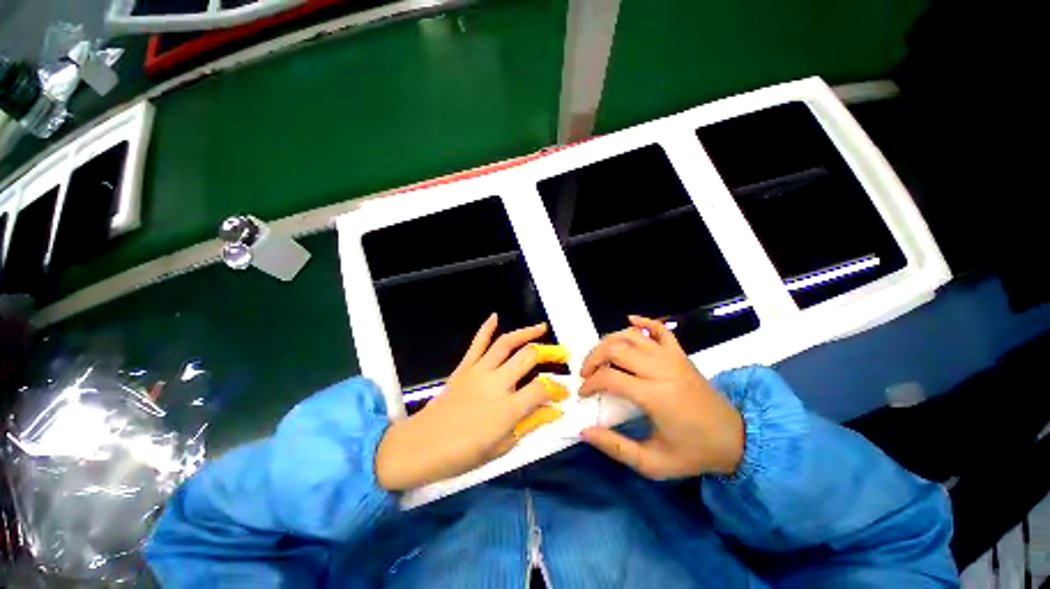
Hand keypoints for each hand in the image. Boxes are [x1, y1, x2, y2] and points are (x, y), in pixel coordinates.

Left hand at [376, 314, 568, 490]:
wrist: (420, 445)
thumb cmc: (462, 454)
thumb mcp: (501, 448)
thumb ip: (529, 425)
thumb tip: (554, 411)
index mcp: (507, 408)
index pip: (541, 389)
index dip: (557, 389)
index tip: (563, 391)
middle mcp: (496, 383)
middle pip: (528, 357)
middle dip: (548, 352)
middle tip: (560, 353)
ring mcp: (479, 371)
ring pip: (506, 343)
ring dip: (526, 332)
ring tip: (541, 328)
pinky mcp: (464, 367)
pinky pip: (477, 343)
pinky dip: (486, 328)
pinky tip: (495, 316)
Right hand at [578, 315, 743, 478]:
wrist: (736, 439)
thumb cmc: (693, 452)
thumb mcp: (653, 464)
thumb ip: (616, 448)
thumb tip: (584, 431)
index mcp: (655, 396)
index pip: (610, 377)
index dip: (590, 383)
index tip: (583, 393)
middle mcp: (661, 369)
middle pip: (615, 349)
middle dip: (593, 358)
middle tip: (586, 373)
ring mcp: (672, 357)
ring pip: (631, 336)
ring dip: (609, 341)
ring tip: (600, 356)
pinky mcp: (681, 353)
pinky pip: (659, 329)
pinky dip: (643, 321)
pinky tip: (630, 321)